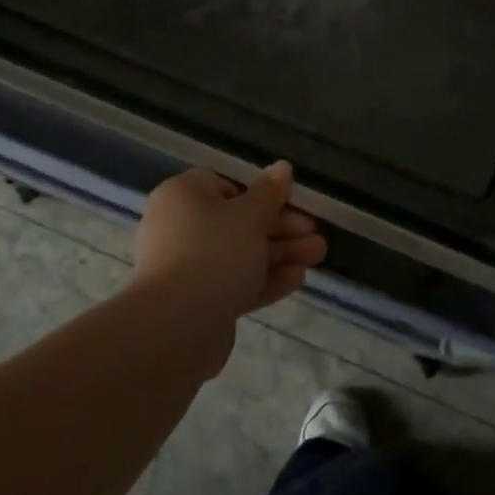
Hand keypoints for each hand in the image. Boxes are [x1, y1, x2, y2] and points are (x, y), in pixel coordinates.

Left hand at [131, 163, 326, 371]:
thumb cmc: (213, 252)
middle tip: (316, 233)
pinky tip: (297, 279)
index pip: (227, 185)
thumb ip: (269, 193)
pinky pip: (235, 283)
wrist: (176, 327)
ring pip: (241, 255)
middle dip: (281, 228)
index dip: (262, 193)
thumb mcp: (249, 216)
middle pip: (238, 222)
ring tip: (318, 255)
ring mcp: (188, 268)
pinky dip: (264, 279)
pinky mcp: (198, 302)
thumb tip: (282, 167)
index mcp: (183, 196)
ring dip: (280, 254)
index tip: (294, 202)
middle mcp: (180, 227)